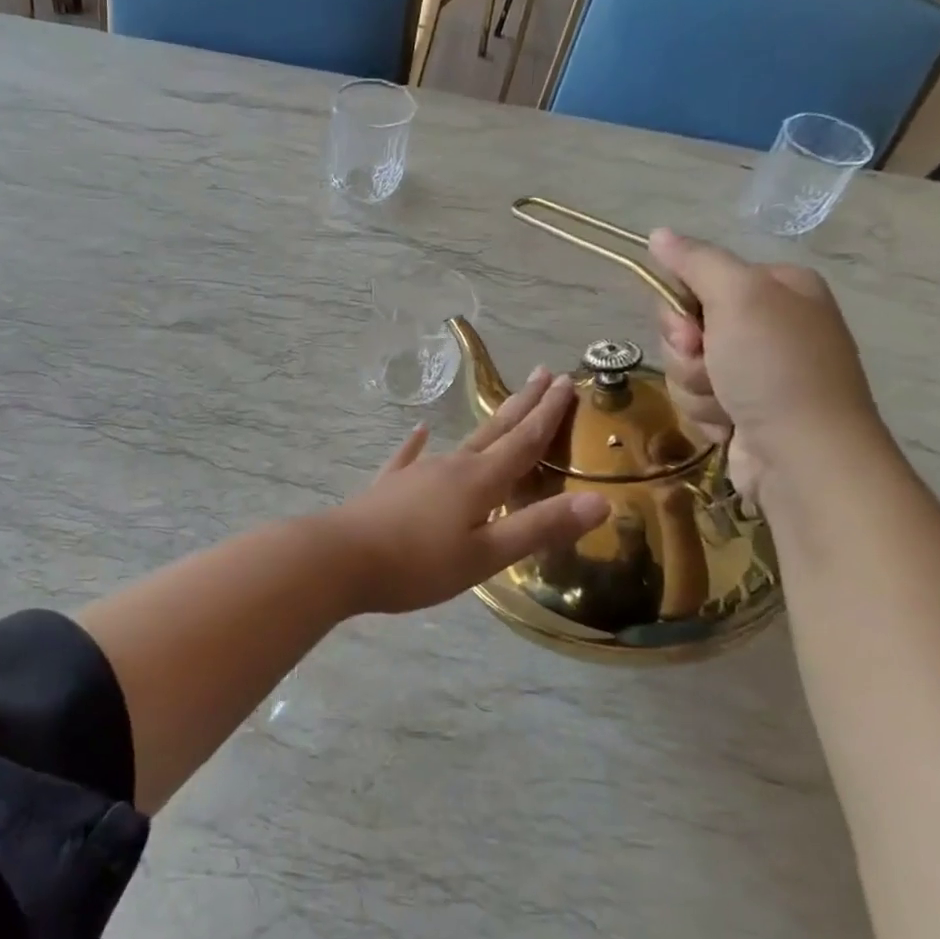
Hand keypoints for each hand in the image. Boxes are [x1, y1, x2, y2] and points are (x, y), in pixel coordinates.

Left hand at [329, 368, 610, 613]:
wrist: (338, 560)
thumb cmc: (417, 564)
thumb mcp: (486, 555)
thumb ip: (540, 528)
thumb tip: (601, 501)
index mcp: (479, 481)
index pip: (524, 441)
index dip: (548, 414)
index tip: (568, 383)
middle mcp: (449, 466)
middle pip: (494, 431)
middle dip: (523, 405)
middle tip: (546, 374)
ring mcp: (415, 473)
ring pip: (460, 442)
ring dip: (487, 425)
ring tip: (503, 408)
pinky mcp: (389, 487)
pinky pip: (409, 458)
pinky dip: (418, 444)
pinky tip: (419, 431)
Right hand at [649, 228, 883, 503]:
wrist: (803, 455)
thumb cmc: (775, 368)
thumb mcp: (738, 299)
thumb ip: (696, 262)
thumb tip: (658, 233)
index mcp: (778, 288)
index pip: (697, 280)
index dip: (679, 308)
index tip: (689, 329)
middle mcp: (770, 324)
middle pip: (686, 327)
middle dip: (686, 354)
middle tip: (711, 366)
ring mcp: (758, 369)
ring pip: (686, 367)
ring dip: (694, 387)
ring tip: (726, 403)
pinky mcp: (745, 407)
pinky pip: (697, 399)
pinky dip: (706, 413)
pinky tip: (730, 424)